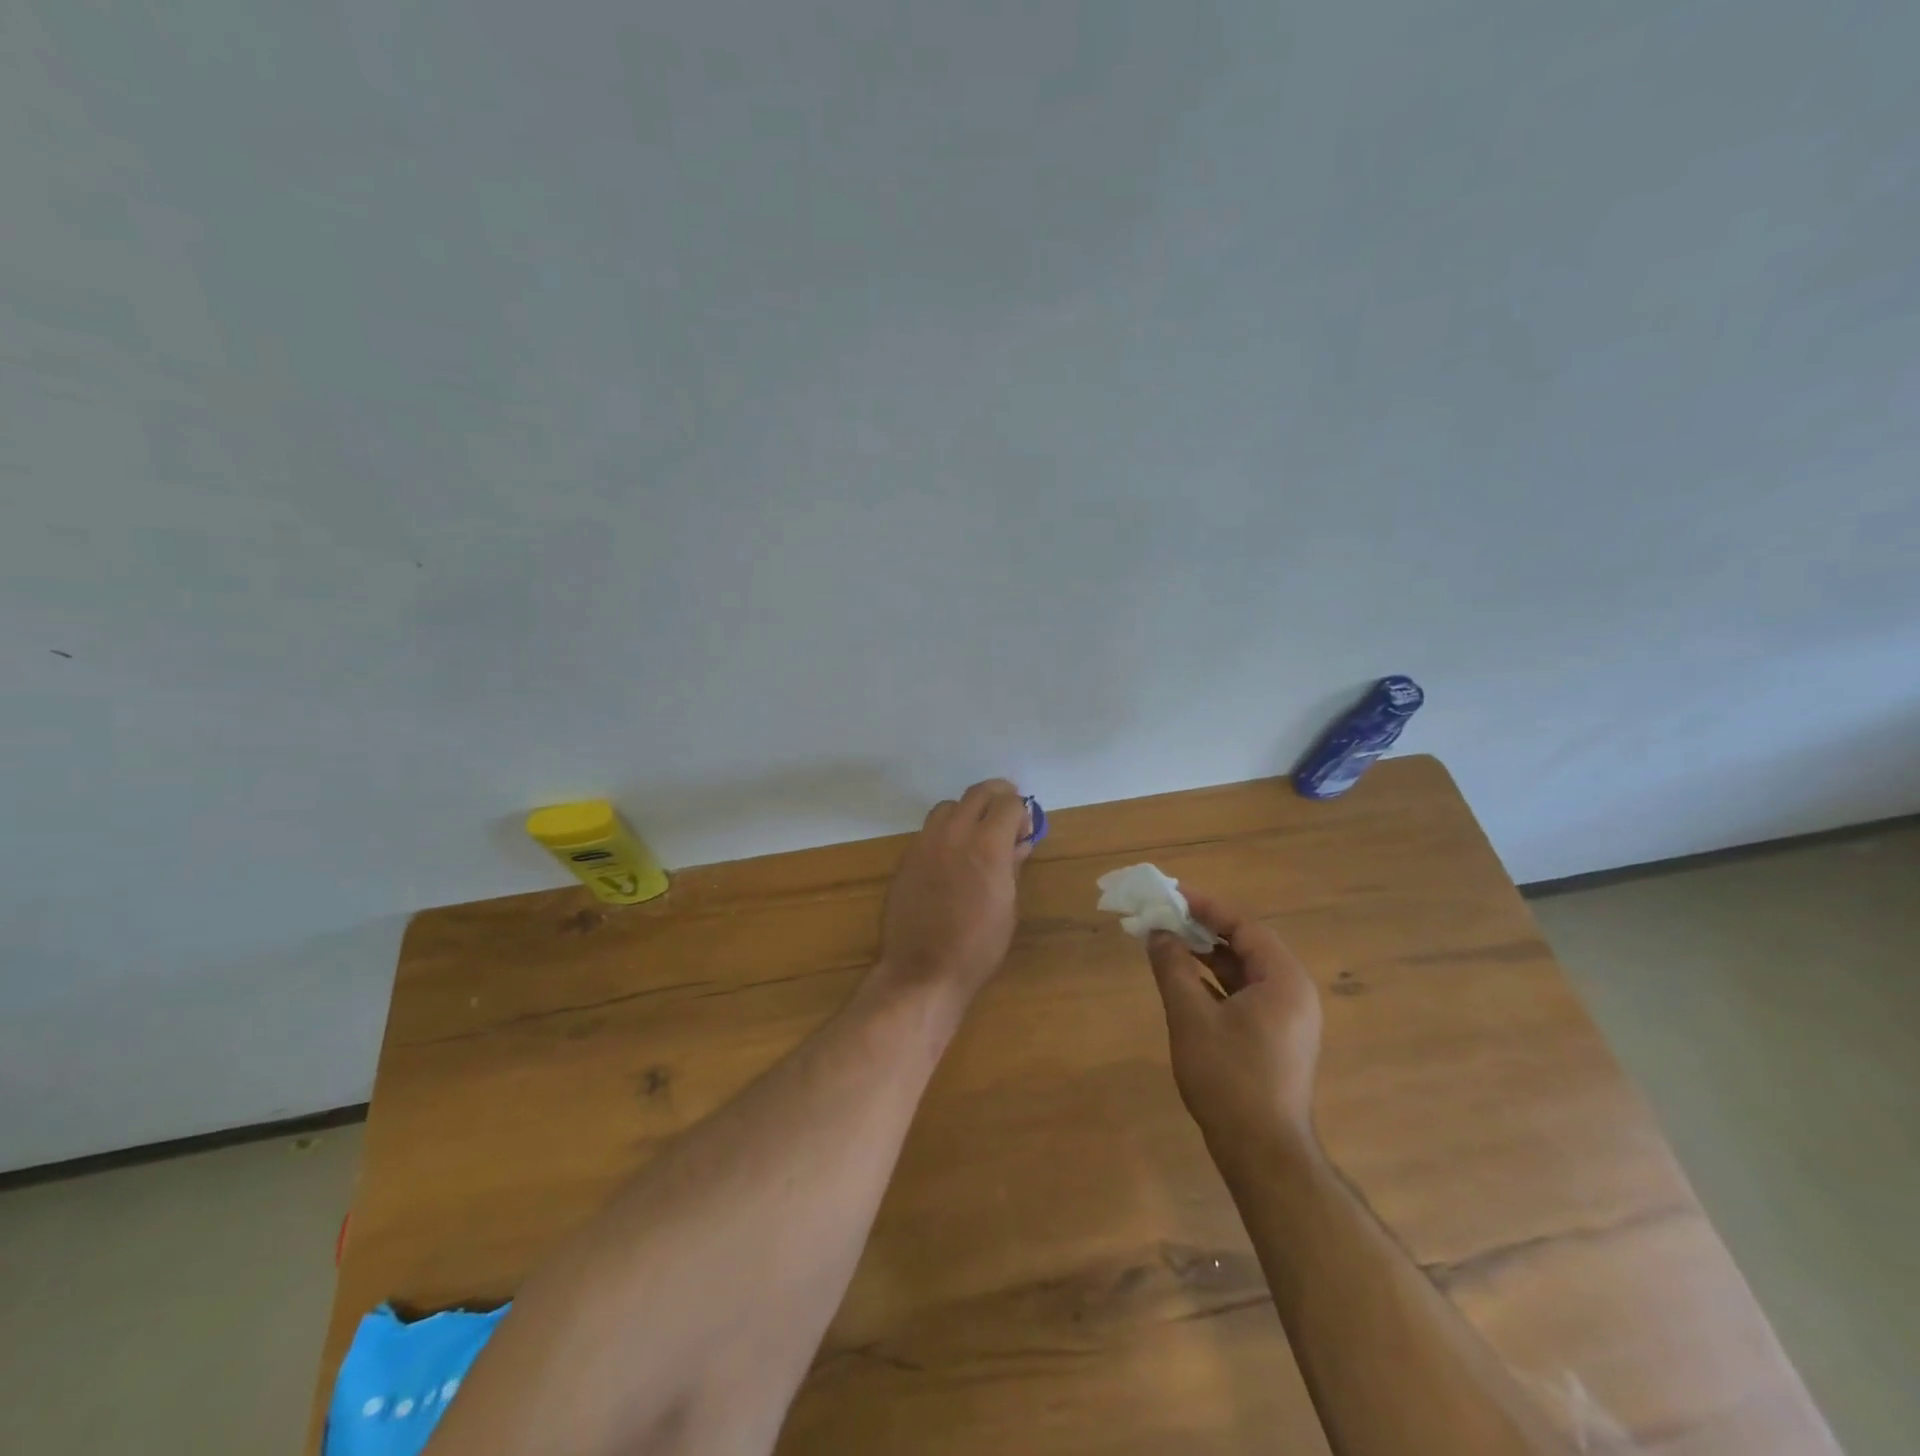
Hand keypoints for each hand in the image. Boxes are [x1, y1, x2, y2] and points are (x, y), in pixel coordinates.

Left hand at [875, 780, 1033, 1009]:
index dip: (1020, 811)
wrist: (923, 969)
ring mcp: (925, 843)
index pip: (1008, 803)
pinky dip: (945, 832)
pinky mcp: (906, 857)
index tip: (1024, 829)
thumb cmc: (978, 946)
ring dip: (967, 811)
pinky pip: (929, 830)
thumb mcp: (1007, 906)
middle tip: (1006, 814)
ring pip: (948, 806)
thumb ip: (1012, 866)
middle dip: (997, 797)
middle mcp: (955, 834)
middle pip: (977, 793)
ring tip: (976, 835)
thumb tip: (1018, 843)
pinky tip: (951, 857)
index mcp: (988, 846)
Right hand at [1146, 888, 1323, 1162]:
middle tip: (1165, 915)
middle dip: (1203, 928)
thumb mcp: (1191, 1017)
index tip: (1171, 893)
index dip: (1204, 906)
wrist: (1264, 1154)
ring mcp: (1288, 1018)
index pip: (1243, 925)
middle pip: (1246, 945)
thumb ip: (1172, 968)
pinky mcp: (1277, 1039)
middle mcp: (1293, 992)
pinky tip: (1185, 980)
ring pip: (1244, 971)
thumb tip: (1158, 933)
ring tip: (1168, 942)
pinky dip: (1215, 981)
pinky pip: (1245, 994)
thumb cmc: (1229, 1079)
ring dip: (1207, 955)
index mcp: (1283, 980)